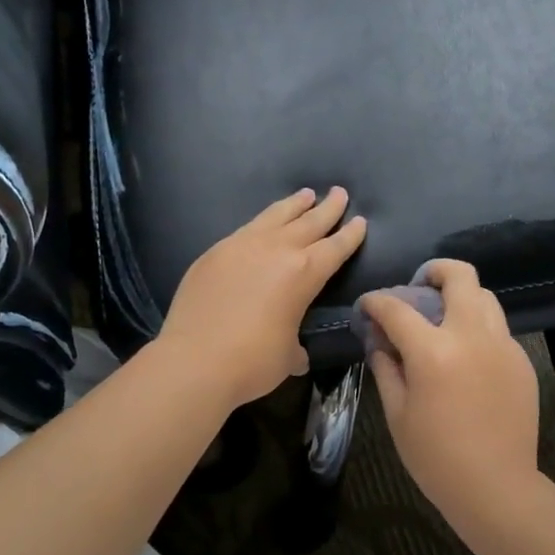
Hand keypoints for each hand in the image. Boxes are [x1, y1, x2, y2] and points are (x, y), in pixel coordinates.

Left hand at [157, 187, 366, 408]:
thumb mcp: (287, 356)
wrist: (193, 361)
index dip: (350, 235)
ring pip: (275, 216)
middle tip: (339, 193)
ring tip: (305, 194)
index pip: (335, 248)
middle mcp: (276, 250)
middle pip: (309, 222)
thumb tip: (295, 352)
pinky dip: (262, 221)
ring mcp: (242, 246)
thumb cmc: (251, 362)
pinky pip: (246, 229)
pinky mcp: (214, 252)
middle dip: (328, 208)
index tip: (360, 220)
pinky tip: (263, 223)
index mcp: (304, 273)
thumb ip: (295, 345)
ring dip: (294, 205)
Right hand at [358, 260, 539, 524]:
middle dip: (434, 271)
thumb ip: (386, 368)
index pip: (397, 308)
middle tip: (419, 287)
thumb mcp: (398, 414)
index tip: (368, 305)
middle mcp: (472, 336)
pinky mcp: (521, 360)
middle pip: (459, 276)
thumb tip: (379, 341)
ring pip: (485, 296)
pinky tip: (467, 354)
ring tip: (444, 318)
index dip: (376, 301)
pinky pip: (498, 327)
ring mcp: (502, 345)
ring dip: (461, 296)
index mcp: (433, 351)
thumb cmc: (436, 457)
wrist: (497, 488)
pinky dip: (478, 326)